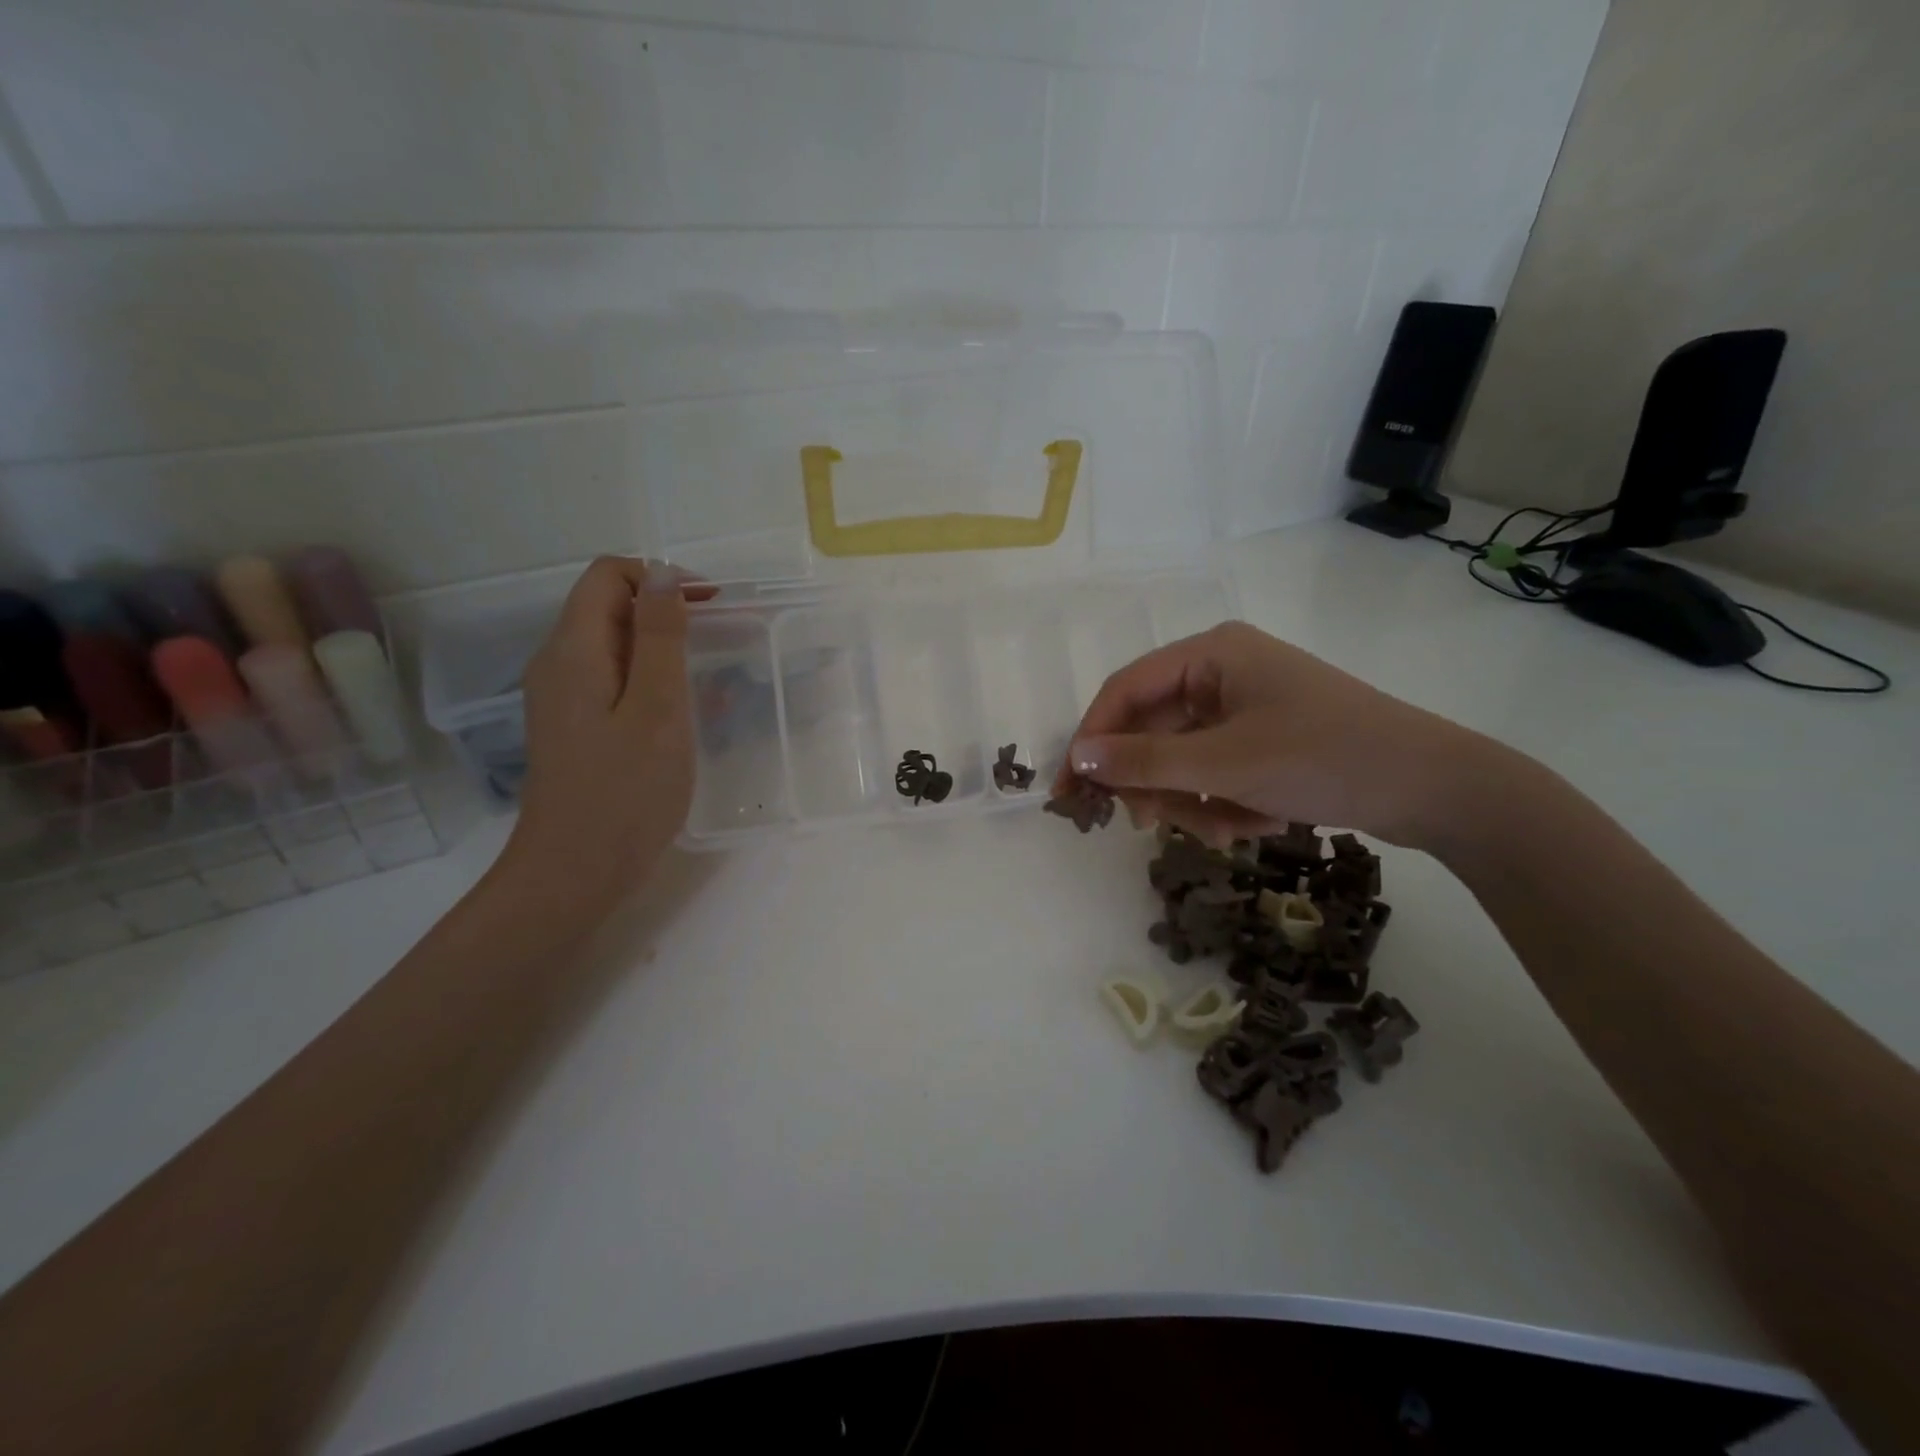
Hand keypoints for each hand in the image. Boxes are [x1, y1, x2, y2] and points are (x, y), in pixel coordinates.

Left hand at [496, 557, 710, 910]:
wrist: (574, 873)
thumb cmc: (625, 791)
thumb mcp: (656, 708)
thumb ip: (660, 637)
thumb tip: (662, 575)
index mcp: (573, 650)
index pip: (609, 575)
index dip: (661, 578)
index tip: (710, 606)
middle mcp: (558, 663)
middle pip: (609, 607)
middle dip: (667, 613)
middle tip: (719, 644)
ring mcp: (562, 698)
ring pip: (615, 646)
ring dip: (664, 650)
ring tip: (710, 684)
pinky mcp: (575, 727)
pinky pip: (614, 682)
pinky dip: (652, 683)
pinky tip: (684, 717)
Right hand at [1056, 620, 1502, 850]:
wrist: (1432, 787)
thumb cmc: (1322, 758)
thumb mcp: (1224, 764)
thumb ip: (1144, 761)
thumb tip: (1077, 757)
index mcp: (1211, 654)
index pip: (1124, 691)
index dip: (1092, 740)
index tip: (1069, 790)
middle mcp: (1222, 672)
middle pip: (1153, 730)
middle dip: (1156, 783)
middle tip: (1153, 825)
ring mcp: (1244, 707)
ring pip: (1183, 759)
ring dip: (1193, 802)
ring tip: (1225, 831)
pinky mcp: (1263, 739)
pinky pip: (1215, 772)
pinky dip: (1224, 804)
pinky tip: (1254, 824)